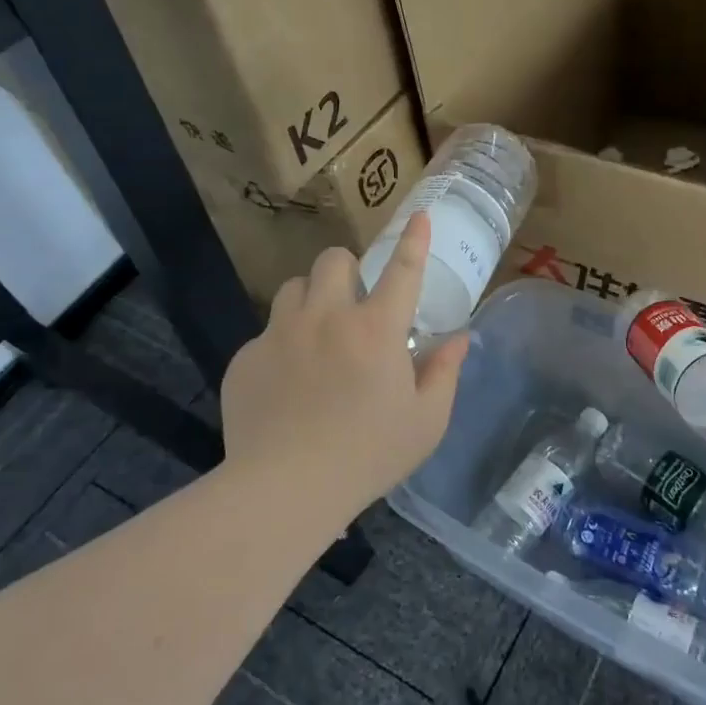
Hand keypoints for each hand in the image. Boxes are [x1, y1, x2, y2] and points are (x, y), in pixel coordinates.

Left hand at [219, 212, 469, 523]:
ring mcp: (280, 334)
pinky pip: (266, 333)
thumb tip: (459, 339)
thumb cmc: (368, 456)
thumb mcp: (426, 422)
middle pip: (332, 260)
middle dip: (347, 271)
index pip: (402, 270)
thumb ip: (445, 372)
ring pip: (293, 288)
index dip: (413, 240)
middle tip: (354, 305)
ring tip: (317, 337)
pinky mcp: (246, 358)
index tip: (417, 215)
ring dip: (311, 301)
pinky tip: (287, 386)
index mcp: (376, 329)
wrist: (285, 489)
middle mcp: (326, 317)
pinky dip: (283, 346)